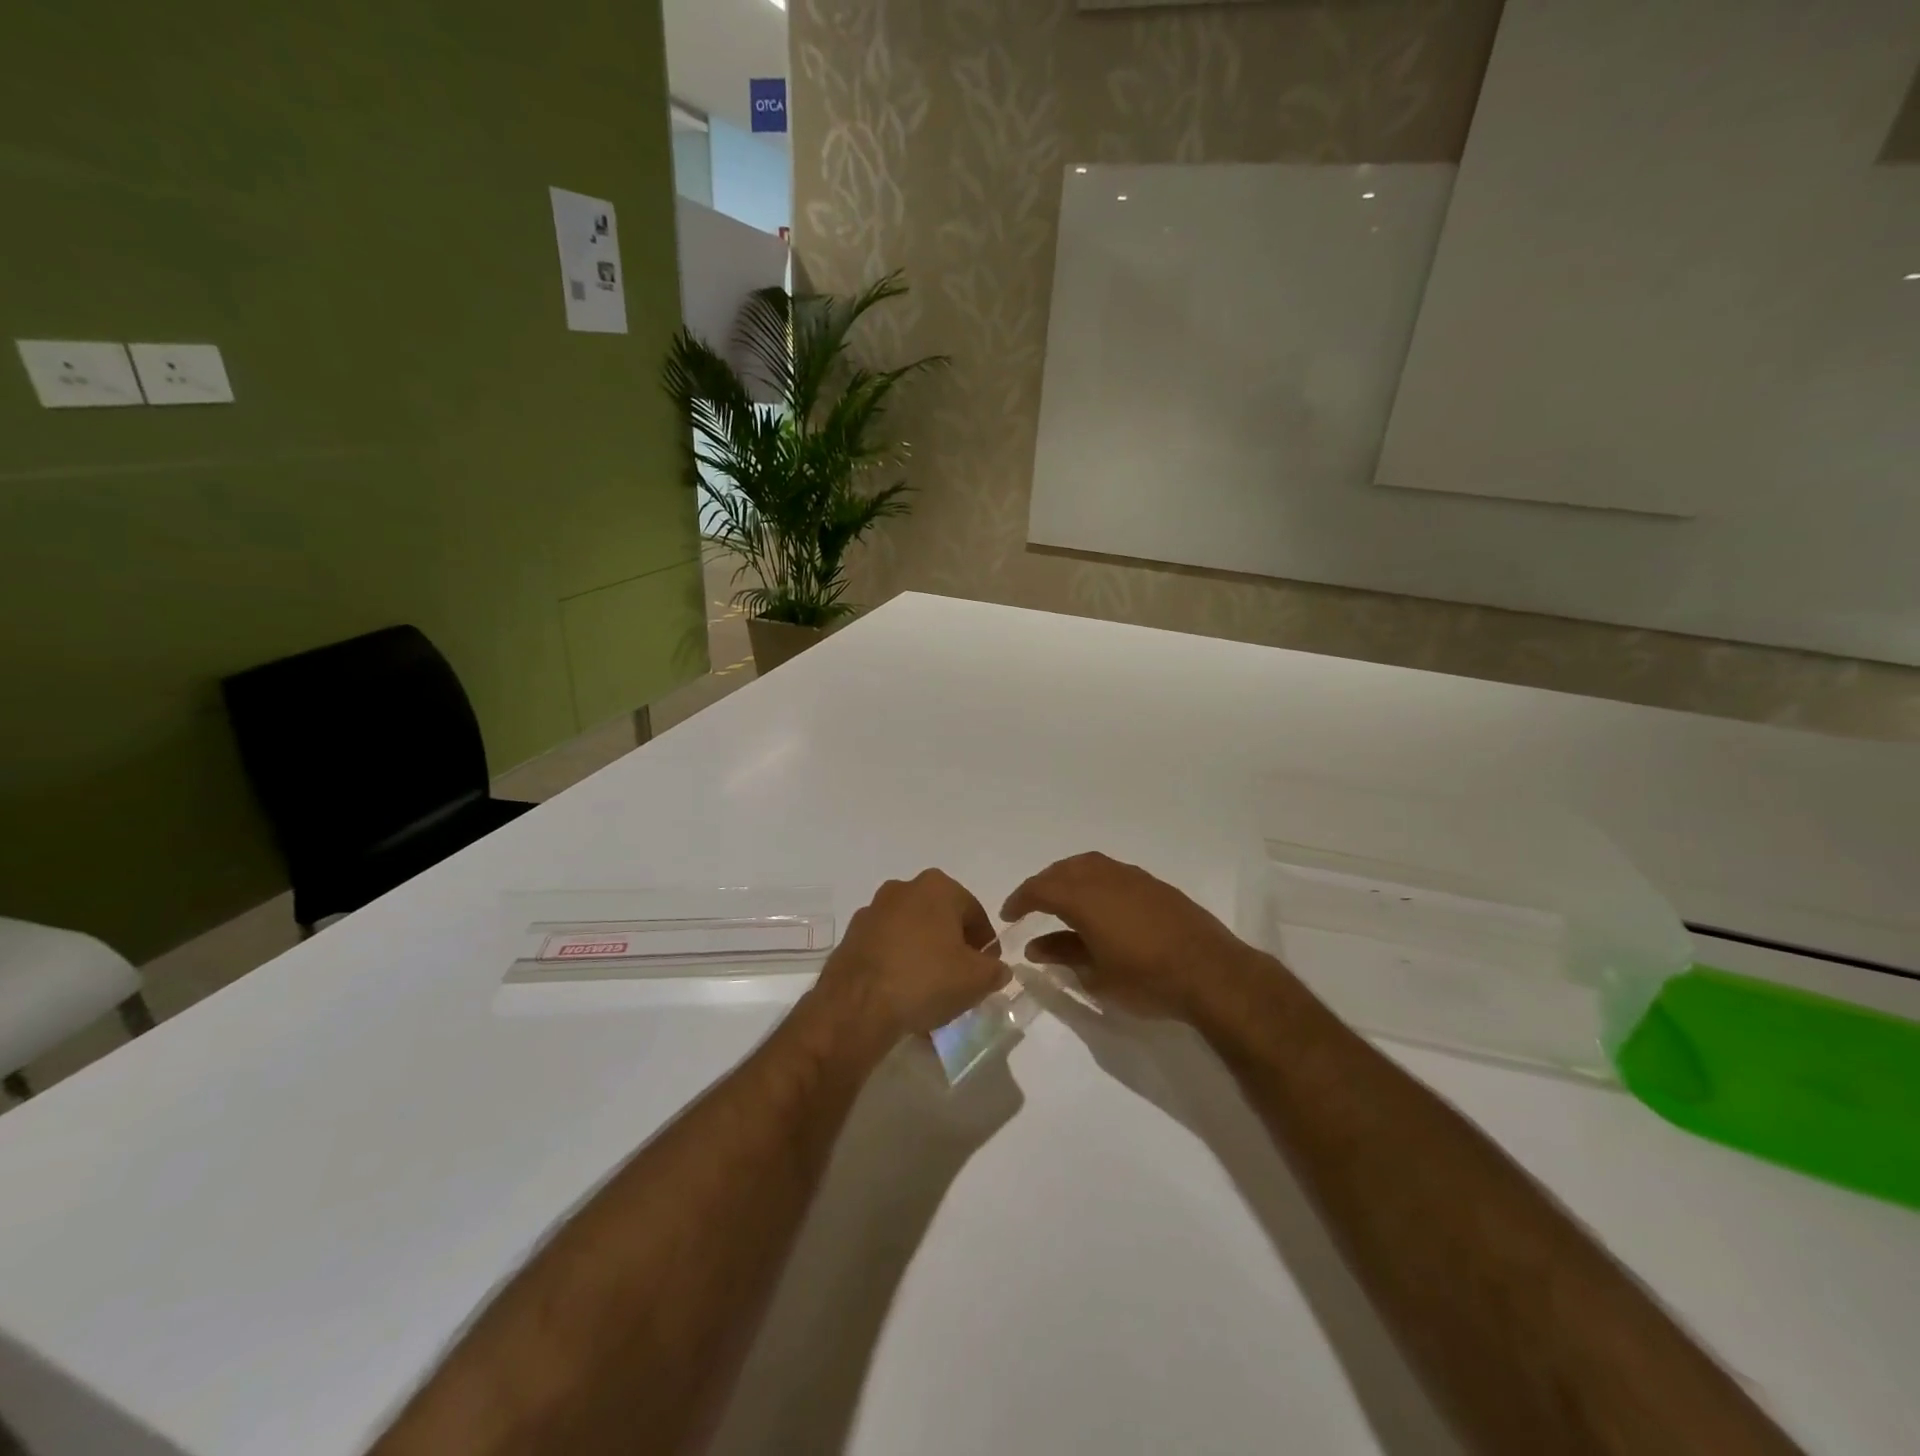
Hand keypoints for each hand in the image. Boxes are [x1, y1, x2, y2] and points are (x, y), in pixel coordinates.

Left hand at [812, 870, 1009, 1045]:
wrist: (858, 1005)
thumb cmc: (925, 979)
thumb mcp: (977, 979)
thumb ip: (995, 970)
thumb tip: (995, 969)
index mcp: (937, 887)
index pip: (974, 912)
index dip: (985, 943)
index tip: (987, 969)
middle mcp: (902, 889)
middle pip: (940, 918)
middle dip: (952, 945)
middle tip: (960, 978)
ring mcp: (872, 911)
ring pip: (911, 932)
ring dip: (923, 953)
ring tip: (930, 990)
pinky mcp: (851, 936)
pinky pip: (886, 947)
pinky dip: (897, 963)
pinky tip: (902, 993)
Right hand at [1002, 853, 1258, 1020]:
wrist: (1211, 973)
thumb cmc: (1146, 979)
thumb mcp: (1096, 976)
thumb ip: (1063, 955)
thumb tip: (1037, 947)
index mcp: (1084, 898)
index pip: (1040, 889)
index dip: (1020, 900)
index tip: (1009, 916)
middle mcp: (1105, 878)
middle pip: (1064, 870)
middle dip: (1043, 884)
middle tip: (1032, 905)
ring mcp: (1133, 877)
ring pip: (1090, 865)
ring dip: (1069, 878)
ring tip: (1063, 900)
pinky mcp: (1155, 885)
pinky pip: (1113, 872)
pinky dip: (1095, 881)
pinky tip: (1100, 905)